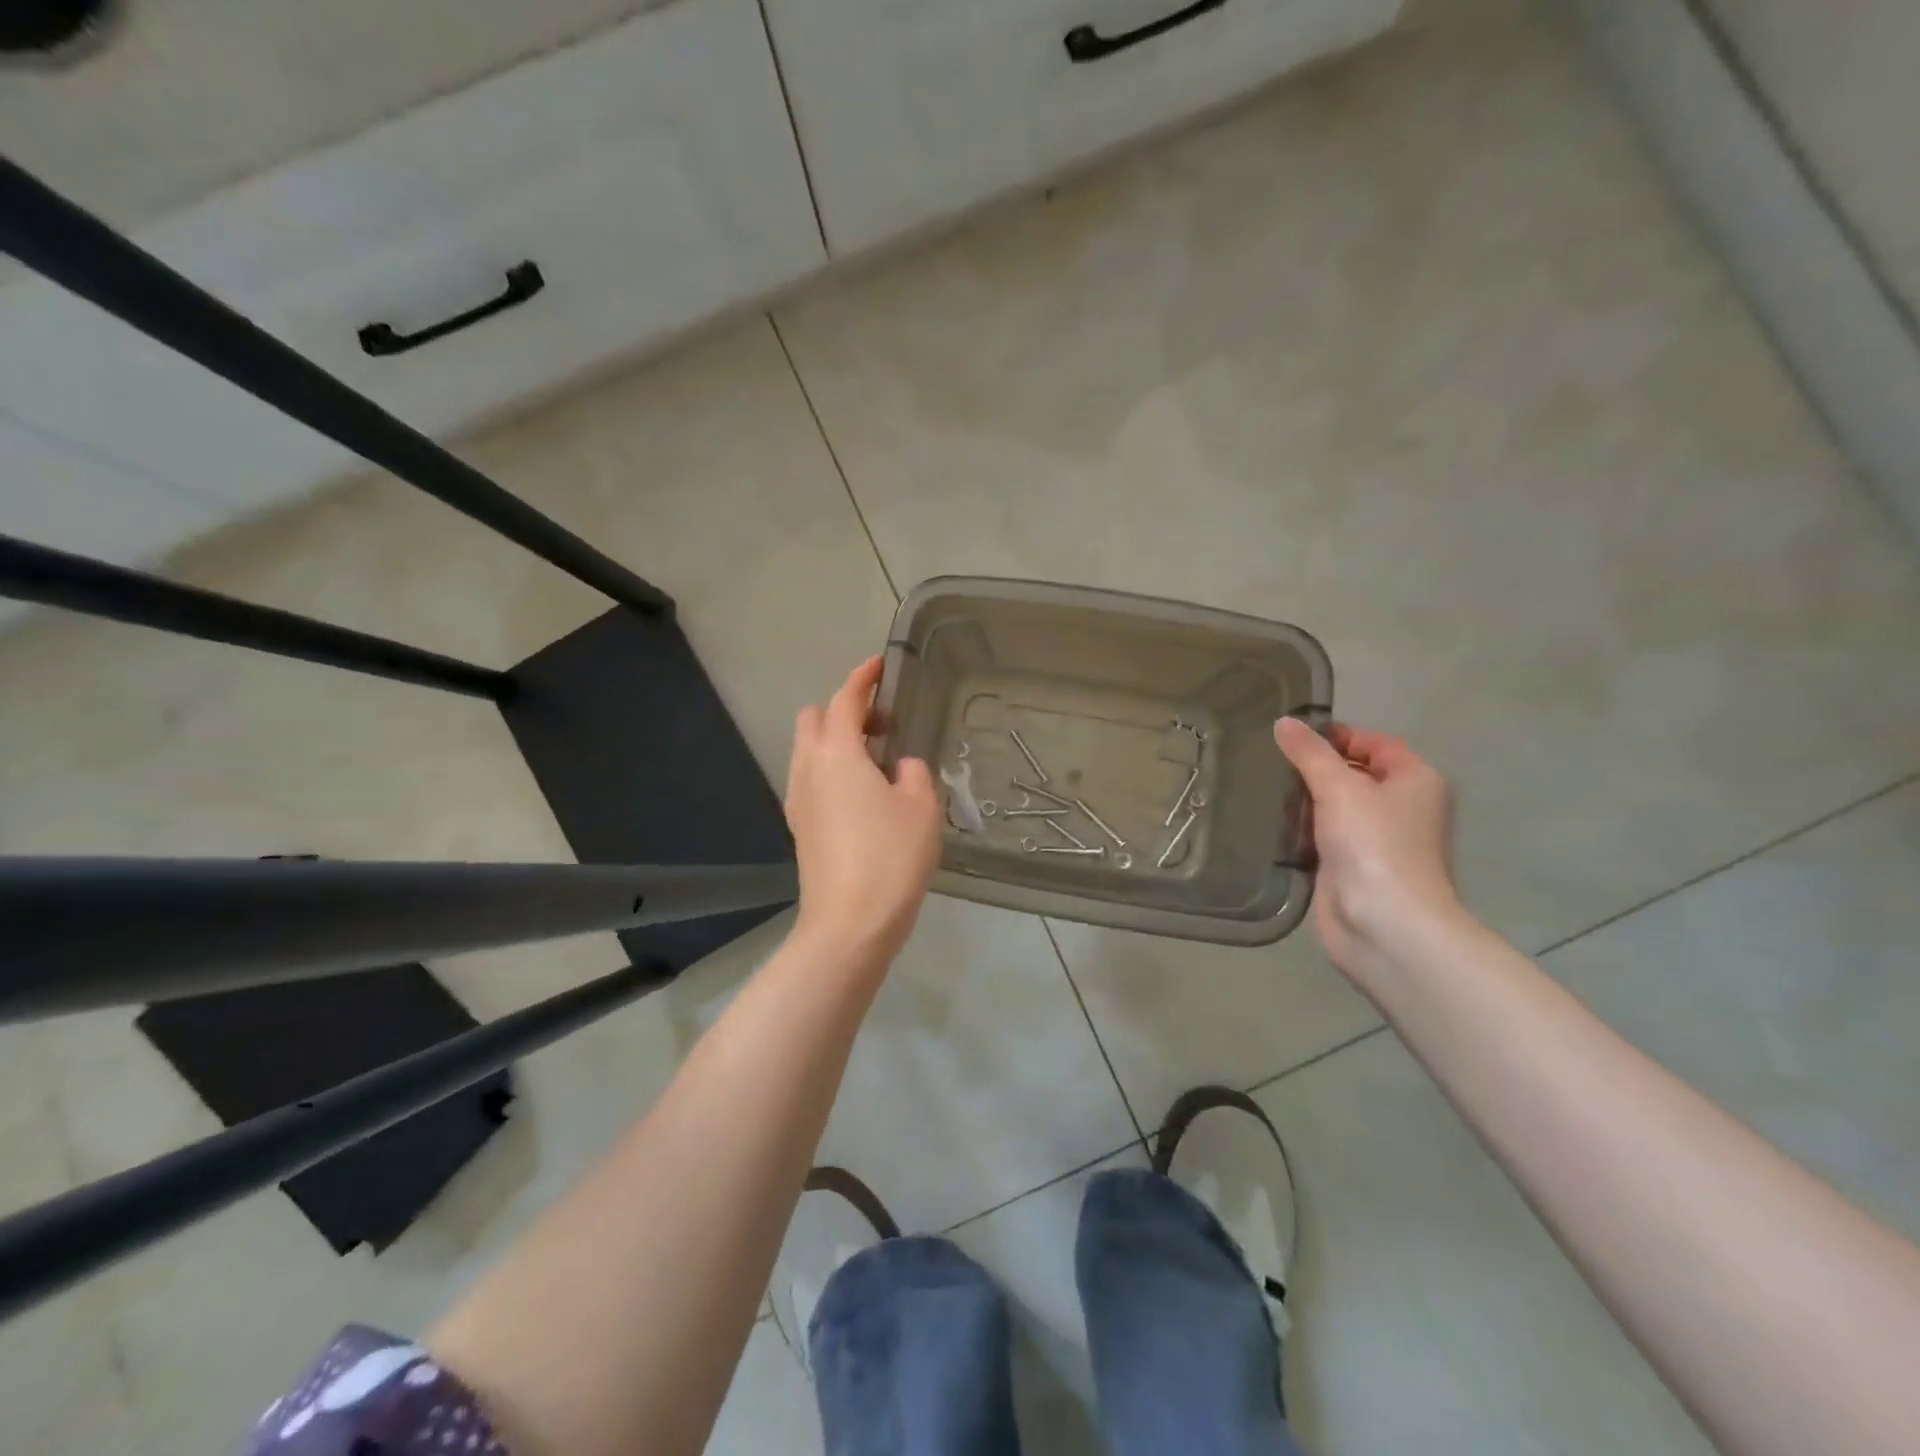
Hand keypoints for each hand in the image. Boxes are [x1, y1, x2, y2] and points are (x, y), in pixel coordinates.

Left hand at [785, 657, 941, 964]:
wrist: (849, 925)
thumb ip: (913, 773)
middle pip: (815, 718)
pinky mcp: (800, 827)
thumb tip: (899, 768)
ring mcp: (798, 799)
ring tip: (878, 763)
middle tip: (884, 725)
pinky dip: (832, 769)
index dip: (863, 677)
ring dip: (837, 741)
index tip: (879, 665)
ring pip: (809, 750)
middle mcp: (808, 768)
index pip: (846, 699)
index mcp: (837, 753)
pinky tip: (863, 796)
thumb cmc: (891, 858)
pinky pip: (811, 779)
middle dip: (844, 709)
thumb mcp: (921, 807)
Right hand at [1275, 717, 1460, 985]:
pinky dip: (1302, 830)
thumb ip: (1309, 753)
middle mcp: (1402, 807)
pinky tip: (1271, 823)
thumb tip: (1284, 722)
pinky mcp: (1353, 867)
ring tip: (1262, 788)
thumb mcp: (1339, 786)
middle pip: (1354, 773)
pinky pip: (1324, 837)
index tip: (1289, 736)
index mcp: (1415, 779)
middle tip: (1268, 760)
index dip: (1336, 735)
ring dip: (1304, 801)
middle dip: (1314, 768)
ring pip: (1336, 807)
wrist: (1384, 923)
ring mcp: (1377, 840)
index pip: (1374, 742)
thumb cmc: (1373, 844)